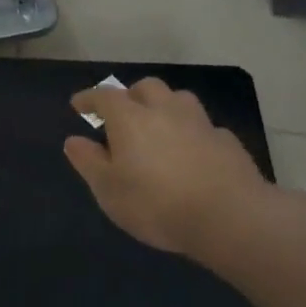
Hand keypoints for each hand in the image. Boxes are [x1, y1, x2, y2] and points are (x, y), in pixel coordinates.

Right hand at [64, 78, 267, 254]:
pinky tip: (193, 153)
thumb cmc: (156, 203)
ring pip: (180, 100)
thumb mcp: (108, 189)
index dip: (90, 98)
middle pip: (147, 87)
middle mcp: (165, 111)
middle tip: (123, 115)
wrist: (231, 219)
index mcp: (130, 119)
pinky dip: (193, 133)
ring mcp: (201, 125)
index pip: (105, 96)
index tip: (79, 104)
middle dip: (131, 95)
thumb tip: (74, 140)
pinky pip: (205, 128)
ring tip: (159, 127)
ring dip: (165, 107)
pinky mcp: (228, 143)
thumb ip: (88, 161)